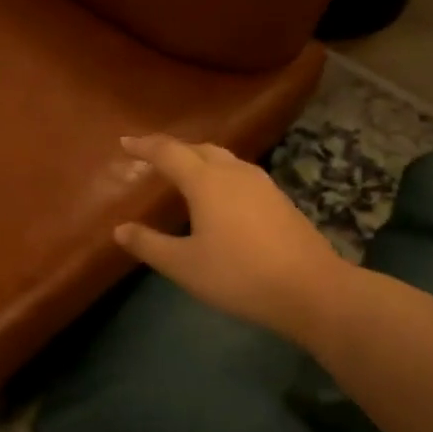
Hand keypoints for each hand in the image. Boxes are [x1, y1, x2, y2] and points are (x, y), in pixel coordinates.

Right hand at [113, 135, 346, 342]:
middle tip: (152, 157)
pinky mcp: (280, 200)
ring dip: (199, 160)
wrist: (313, 290)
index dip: (144, 146)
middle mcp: (234, 172)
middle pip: (199, 149)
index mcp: (206, 181)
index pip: (168, 152)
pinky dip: (219, 175)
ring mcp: (262, 184)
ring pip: (223, 159)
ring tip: (184, 173)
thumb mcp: (184, 265)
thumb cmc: (239, 275)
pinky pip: (240, 174)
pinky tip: (220, 197)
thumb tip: (120, 229)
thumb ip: (149, 244)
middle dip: (173, 149)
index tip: (125, 142)